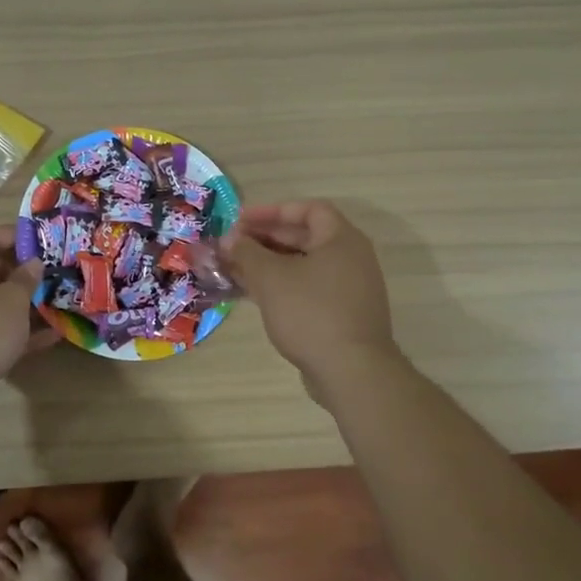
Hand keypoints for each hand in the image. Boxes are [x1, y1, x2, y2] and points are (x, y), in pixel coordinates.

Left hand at [0, 225, 54, 414]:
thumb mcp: (12, 301)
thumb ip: (25, 279)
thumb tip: (33, 263)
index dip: (9, 234)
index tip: (36, 242)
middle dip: (17, 271)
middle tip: (45, 274)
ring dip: (18, 302)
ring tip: (50, 302)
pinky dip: (13, 329)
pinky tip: (49, 337)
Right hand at [220, 201, 396, 389]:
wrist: (351, 371)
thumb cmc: (310, 313)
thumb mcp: (271, 278)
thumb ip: (247, 253)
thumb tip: (229, 239)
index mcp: (341, 240)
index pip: (308, 209)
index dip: (272, 211)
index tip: (240, 220)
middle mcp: (351, 258)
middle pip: (304, 237)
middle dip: (265, 239)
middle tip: (232, 246)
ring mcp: (348, 288)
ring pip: (303, 266)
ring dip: (269, 264)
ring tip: (235, 269)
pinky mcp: (342, 314)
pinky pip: (307, 288)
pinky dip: (281, 286)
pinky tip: (254, 295)